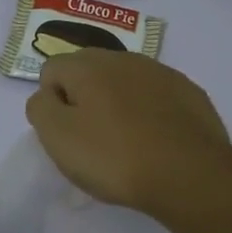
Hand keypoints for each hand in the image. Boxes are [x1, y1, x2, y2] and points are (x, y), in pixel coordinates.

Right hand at [24, 50, 231, 212]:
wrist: (190, 174)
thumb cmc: (114, 157)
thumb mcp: (58, 137)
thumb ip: (41, 108)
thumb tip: (47, 95)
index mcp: (88, 65)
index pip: (52, 69)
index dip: (51, 101)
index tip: (65, 133)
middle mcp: (124, 58)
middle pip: (89, 71)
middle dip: (83, 98)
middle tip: (90, 139)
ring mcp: (162, 73)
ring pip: (125, 82)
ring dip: (117, 104)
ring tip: (125, 144)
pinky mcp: (190, 93)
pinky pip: (156, 97)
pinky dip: (149, 113)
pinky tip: (155, 142)